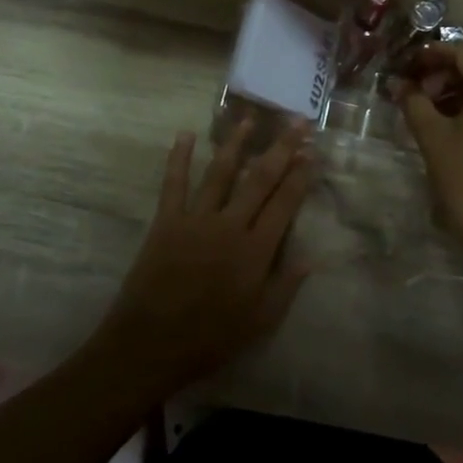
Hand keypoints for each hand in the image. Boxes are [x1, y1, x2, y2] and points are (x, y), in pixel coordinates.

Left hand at [88, 122, 316, 395]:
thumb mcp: (259, 322)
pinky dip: (178, 158)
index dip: (300, 176)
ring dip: (236, 143)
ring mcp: (196, 219)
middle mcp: (229, 226)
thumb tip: (312, 257)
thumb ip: (286, 286)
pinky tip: (184, 135)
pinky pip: (174, 183)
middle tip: (296, 122)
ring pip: (220, 172)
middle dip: (280, 148)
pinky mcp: (166, 221)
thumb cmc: (210, 339)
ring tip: (249, 118)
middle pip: (259, 179)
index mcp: (255, 251)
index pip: (284, 204)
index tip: (311, 152)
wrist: (150, 344)